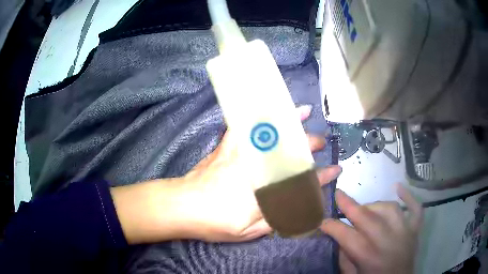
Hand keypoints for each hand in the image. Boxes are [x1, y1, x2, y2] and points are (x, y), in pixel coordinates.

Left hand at [111, 105, 341, 243]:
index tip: (334, 171)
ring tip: (303, 111)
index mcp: (265, 192)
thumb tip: (298, 210)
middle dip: (310, 146)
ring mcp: (241, 154)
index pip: (301, 183)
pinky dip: (259, 114)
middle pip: (290, 153)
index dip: (320, 178)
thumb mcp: (248, 231)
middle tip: (321, 142)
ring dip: (289, 121)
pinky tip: (267, 107)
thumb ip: (276, 219)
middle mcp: (257, 169)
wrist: (181, 206)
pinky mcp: (227, 146)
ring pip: (270, 134)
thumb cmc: (214, 223)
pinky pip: (245, 125)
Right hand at [321, 185, 422, 273]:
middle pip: (368, 218)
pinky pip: (415, 208)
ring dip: (375, 205)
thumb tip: (338, 238)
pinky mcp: (415, 229)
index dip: (331, 225)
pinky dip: (408, 196)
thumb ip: (345, 257)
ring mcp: (405, 233)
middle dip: (350, 205)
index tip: (322, 220)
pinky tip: (398, 187)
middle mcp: (387, 242)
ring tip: (366, 209)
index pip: (346, 236)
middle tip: (339, 194)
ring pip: (391, 209)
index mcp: (368, 257)